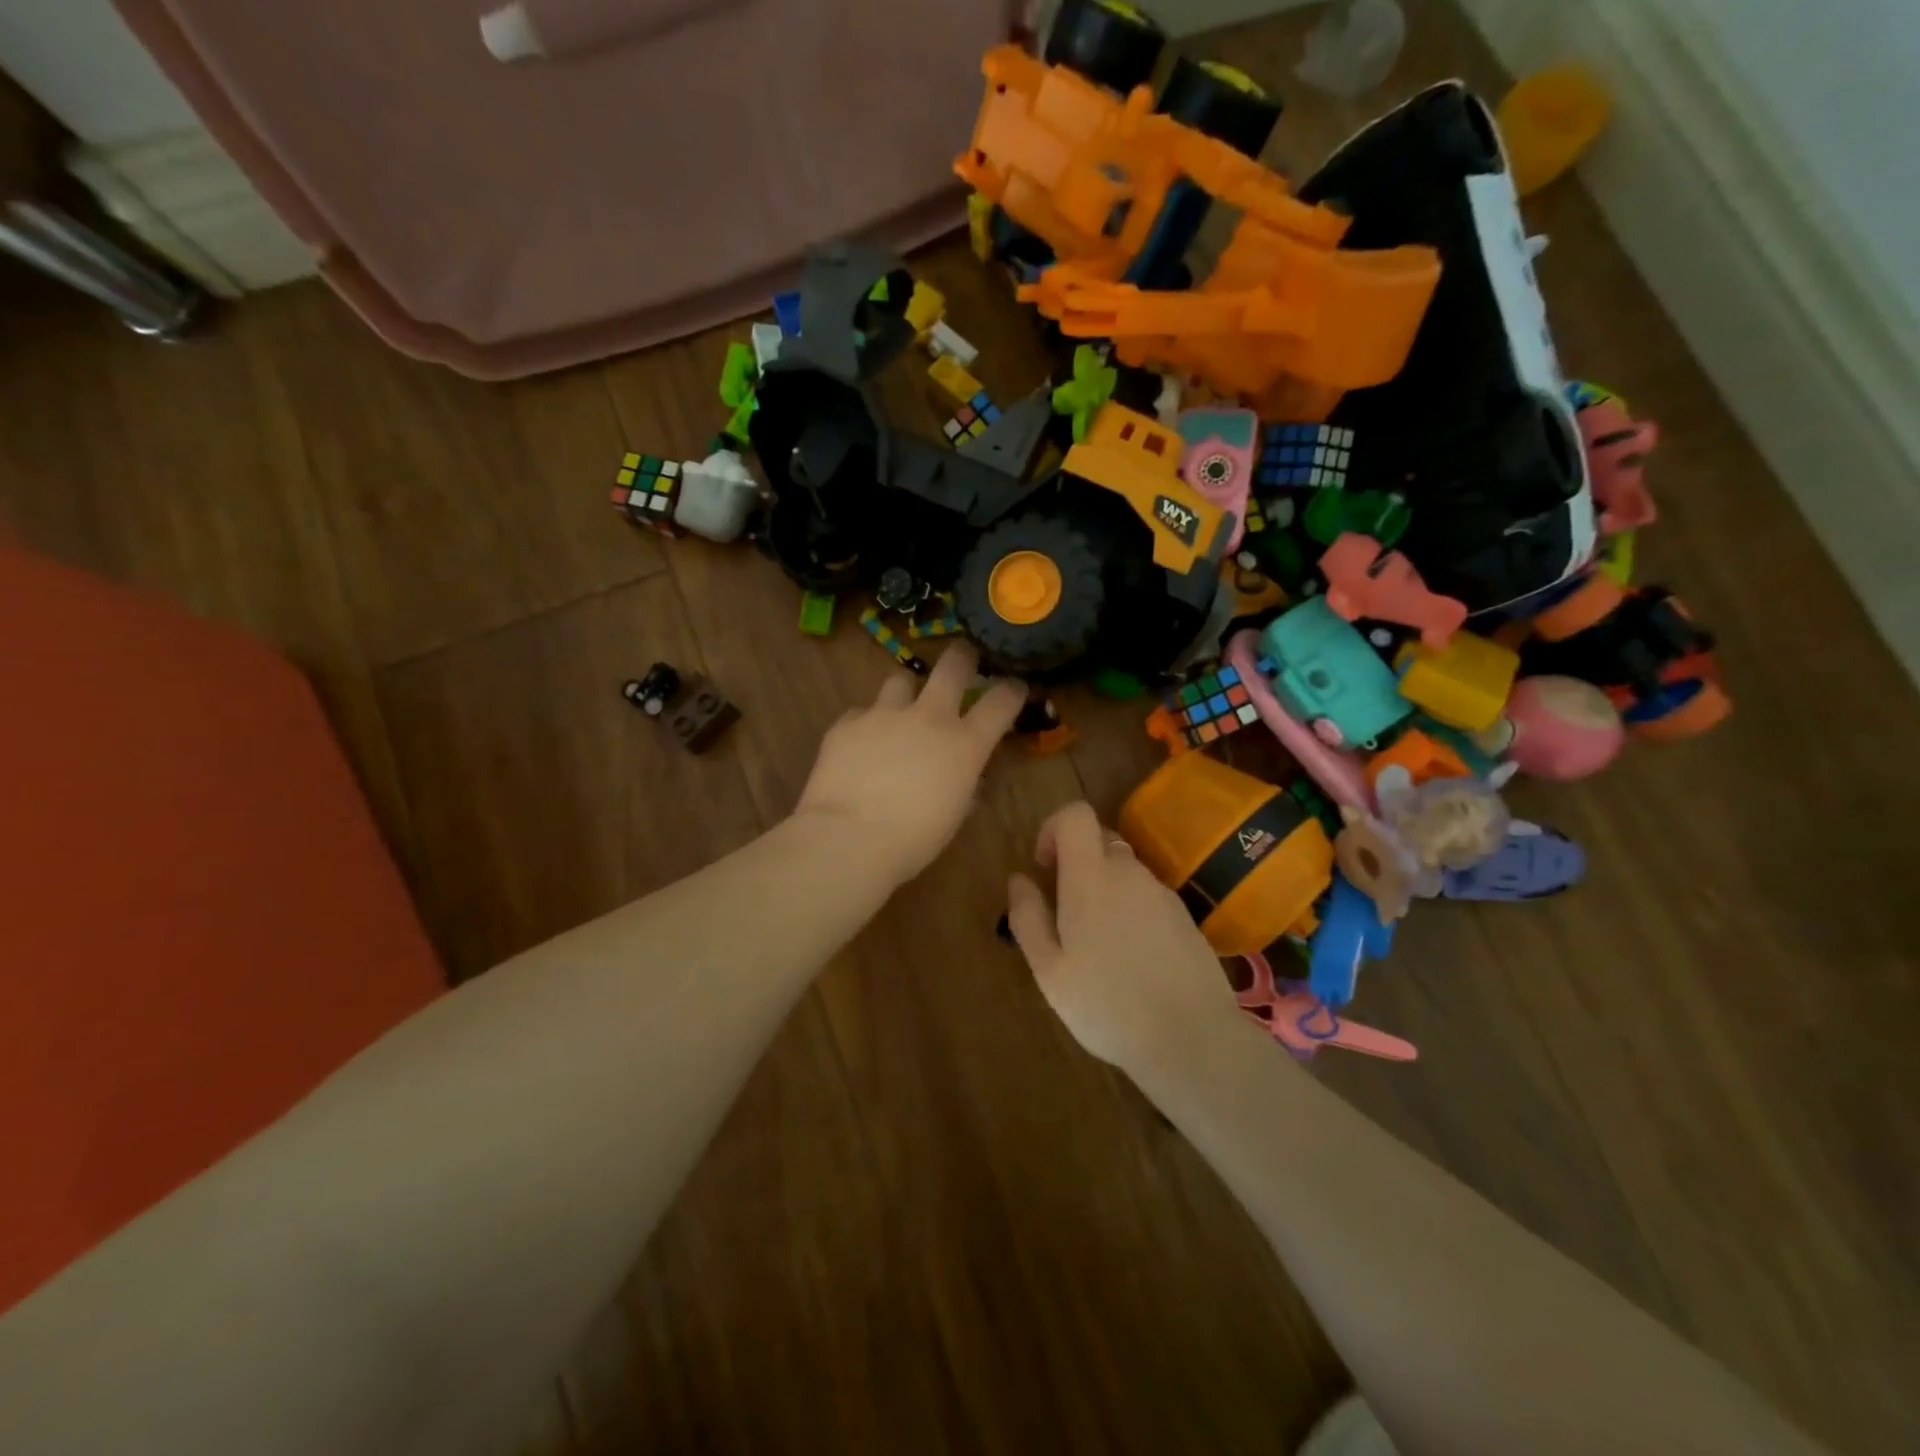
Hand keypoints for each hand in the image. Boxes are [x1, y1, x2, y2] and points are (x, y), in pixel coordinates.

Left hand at [795, 645, 1026, 886]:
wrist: (849, 839)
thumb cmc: (913, 840)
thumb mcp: (953, 815)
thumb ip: (964, 785)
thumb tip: (967, 777)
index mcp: (964, 744)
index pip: (1001, 701)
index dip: (1012, 690)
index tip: (1014, 688)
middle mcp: (929, 717)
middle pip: (953, 665)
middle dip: (962, 658)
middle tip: (962, 661)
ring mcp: (885, 714)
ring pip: (901, 680)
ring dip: (906, 692)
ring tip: (900, 711)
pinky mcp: (847, 722)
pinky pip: (862, 712)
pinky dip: (866, 725)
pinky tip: (860, 746)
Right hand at [1007, 801, 1243, 1074]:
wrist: (1192, 1039)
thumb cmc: (1106, 1004)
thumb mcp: (1049, 969)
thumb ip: (1028, 917)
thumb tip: (1019, 879)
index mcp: (1091, 877)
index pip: (1076, 814)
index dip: (1053, 828)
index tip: (1044, 866)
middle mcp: (1130, 873)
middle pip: (1100, 840)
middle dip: (1077, 862)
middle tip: (1065, 912)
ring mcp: (1162, 894)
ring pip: (1126, 870)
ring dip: (1105, 889)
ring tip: (1097, 945)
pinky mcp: (1185, 917)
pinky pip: (1148, 897)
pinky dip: (1131, 911)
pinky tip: (1131, 960)